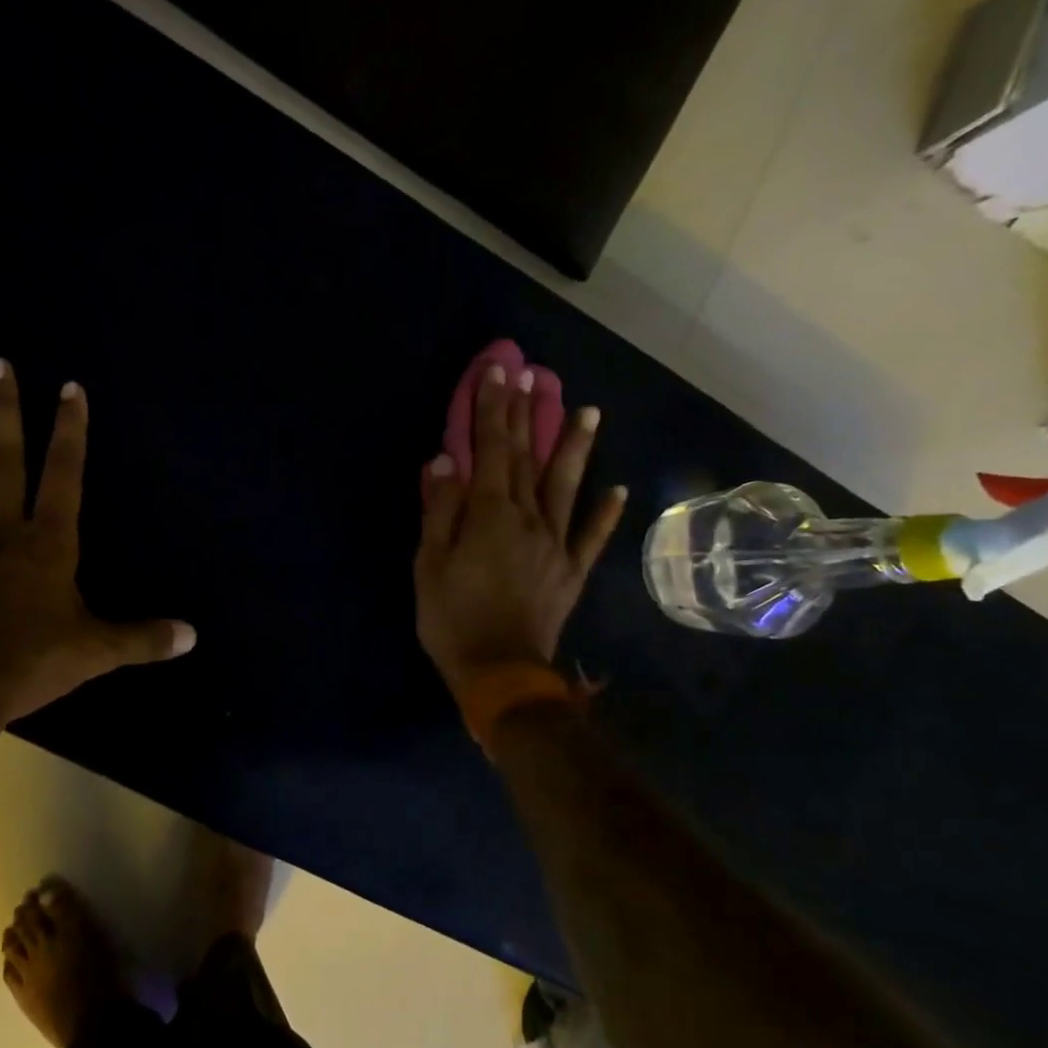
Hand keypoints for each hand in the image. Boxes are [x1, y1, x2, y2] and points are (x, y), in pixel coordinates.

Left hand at [0, 358, 194, 723]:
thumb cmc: (35, 661)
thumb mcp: (99, 651)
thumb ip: (144, 638)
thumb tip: (193, 636)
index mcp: (49, 543)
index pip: (64, 475)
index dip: (69, 431)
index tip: (68, 388)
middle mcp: (3, 531)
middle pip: (4, 461)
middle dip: (4, 411)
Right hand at [414, 363, 625, 700]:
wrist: (500, 673)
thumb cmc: (453, 619)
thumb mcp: (429, 565)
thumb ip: (440, 511)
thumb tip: (444, 462)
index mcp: (490, 516)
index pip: (490, 451)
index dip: (492, 411)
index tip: (498, 374)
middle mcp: (528, 520)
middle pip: (526, 459)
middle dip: (527, 415)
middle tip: (534, 376)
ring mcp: (556, 545)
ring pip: (566, 487)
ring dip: (576, 448)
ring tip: (590, 411)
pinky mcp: (571, 571)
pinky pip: (591, 537)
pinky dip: (605, 513)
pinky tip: (618, 489)